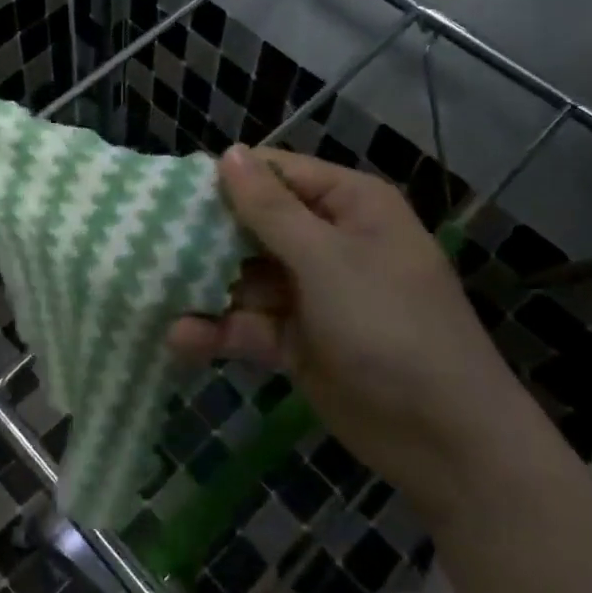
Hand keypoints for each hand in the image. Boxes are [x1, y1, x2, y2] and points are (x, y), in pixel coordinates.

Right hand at [169, 146, 527, 511]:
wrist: (445, 439)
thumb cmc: (391, 326)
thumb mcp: (327, 261)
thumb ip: (270, 210)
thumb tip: (227, 153)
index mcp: (348, 206)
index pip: (276, 174)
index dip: (225, 179)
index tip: (169, 190)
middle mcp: (328, 241)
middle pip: (253, 225)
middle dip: (206, 237)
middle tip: (146, 241)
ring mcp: (311, 293)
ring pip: (244, 278)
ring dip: (205, 288)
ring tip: (152, 293)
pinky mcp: (297, 340)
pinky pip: (250, 324)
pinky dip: (219, 331)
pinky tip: (181, 339)